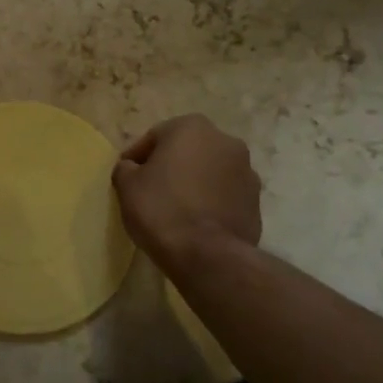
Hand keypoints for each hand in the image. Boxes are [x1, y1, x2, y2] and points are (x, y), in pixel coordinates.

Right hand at [113, 115, 261, 266]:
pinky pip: (225, 195)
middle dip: (170, 166)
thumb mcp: (126, 185)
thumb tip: (132, 168)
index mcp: (192, 127)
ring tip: (175, 207)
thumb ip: (126, 168)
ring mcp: (247, 171)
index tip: (126, 176)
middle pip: (187, 150)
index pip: (155, 137)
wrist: (207, 255)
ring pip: (209, 171)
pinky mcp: (256, 201)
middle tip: (150, 189)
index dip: (137, 157)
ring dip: (194, 182)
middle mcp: (225, 141)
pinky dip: (211, 201)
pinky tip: (195, 221)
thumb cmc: (161, 209)